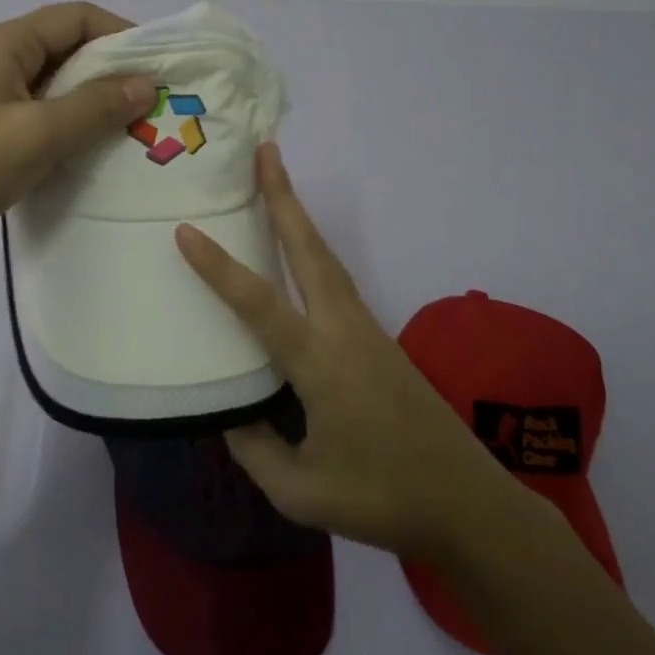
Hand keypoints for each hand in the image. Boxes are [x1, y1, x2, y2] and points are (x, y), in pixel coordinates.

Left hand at [0, 2, 157, 260]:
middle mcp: (0, 55)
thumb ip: (96, 105)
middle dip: (112, 67)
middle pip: (68, 44)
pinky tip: (96, 141)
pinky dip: (74, 116)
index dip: (120, 33)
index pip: (76, 16)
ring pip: (58, 78)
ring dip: (95, 95)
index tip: (156, 65)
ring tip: (133, 121)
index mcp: (6, 42)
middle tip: (151, 97)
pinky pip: (45, 106)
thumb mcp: (40, 133)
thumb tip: (147, 84)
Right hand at [175, 145, 543, 563]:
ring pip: (326, 258)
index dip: (219, 267)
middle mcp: (343, 330)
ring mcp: (366, 329)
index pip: (258, 303)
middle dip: (284, 196)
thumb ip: (256, 447)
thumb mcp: (301, 491)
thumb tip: (230, 411)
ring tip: (276, 182)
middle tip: (265, 151)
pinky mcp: (378, 339)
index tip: (186, 231)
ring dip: (300, 216)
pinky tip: (301, 254)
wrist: (468, 503)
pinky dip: (314, 250)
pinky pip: (336, 280)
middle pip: (309, 249)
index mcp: (320, 362)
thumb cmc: (382, 498)